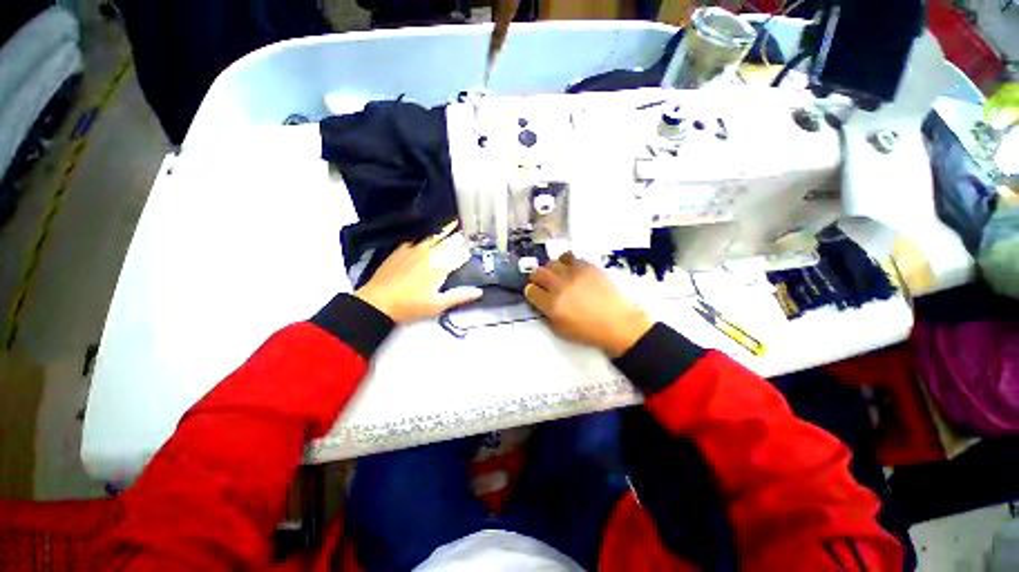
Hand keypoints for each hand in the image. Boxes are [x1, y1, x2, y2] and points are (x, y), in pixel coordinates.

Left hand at [355, 222, 482, 322]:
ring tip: (454, 223)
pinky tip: (429, 234)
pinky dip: (428, 234)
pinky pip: (419, 238)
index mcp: (441, 267)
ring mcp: (415, 249)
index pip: (460, 255)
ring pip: (435, 236)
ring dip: (446, 230)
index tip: (475, 247)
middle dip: (460, 237)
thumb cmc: (411, 305)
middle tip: (468, 232)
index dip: (468, 251)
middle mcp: (430, 254)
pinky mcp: (402, 249)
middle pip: (449, 242)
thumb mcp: (438, 305)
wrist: (378, 301)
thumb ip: (460, 296)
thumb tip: (479, 292)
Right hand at [525, 253, 653, 356]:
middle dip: (536, 278)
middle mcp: (559, 286)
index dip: (531, 293)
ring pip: (551, 262)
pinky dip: (565, 261)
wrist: (617, 322)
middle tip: (543, 283)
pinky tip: (569, 268)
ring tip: (557, 275)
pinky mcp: (587, 266)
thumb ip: (546, 315)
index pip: (530, 291)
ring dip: (550, 269)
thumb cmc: (588, 331)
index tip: (535, 294)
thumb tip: (540, 303)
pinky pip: (569, 256)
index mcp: (552, 305)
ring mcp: (574, 274)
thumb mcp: (560, 330)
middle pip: (537, 273)